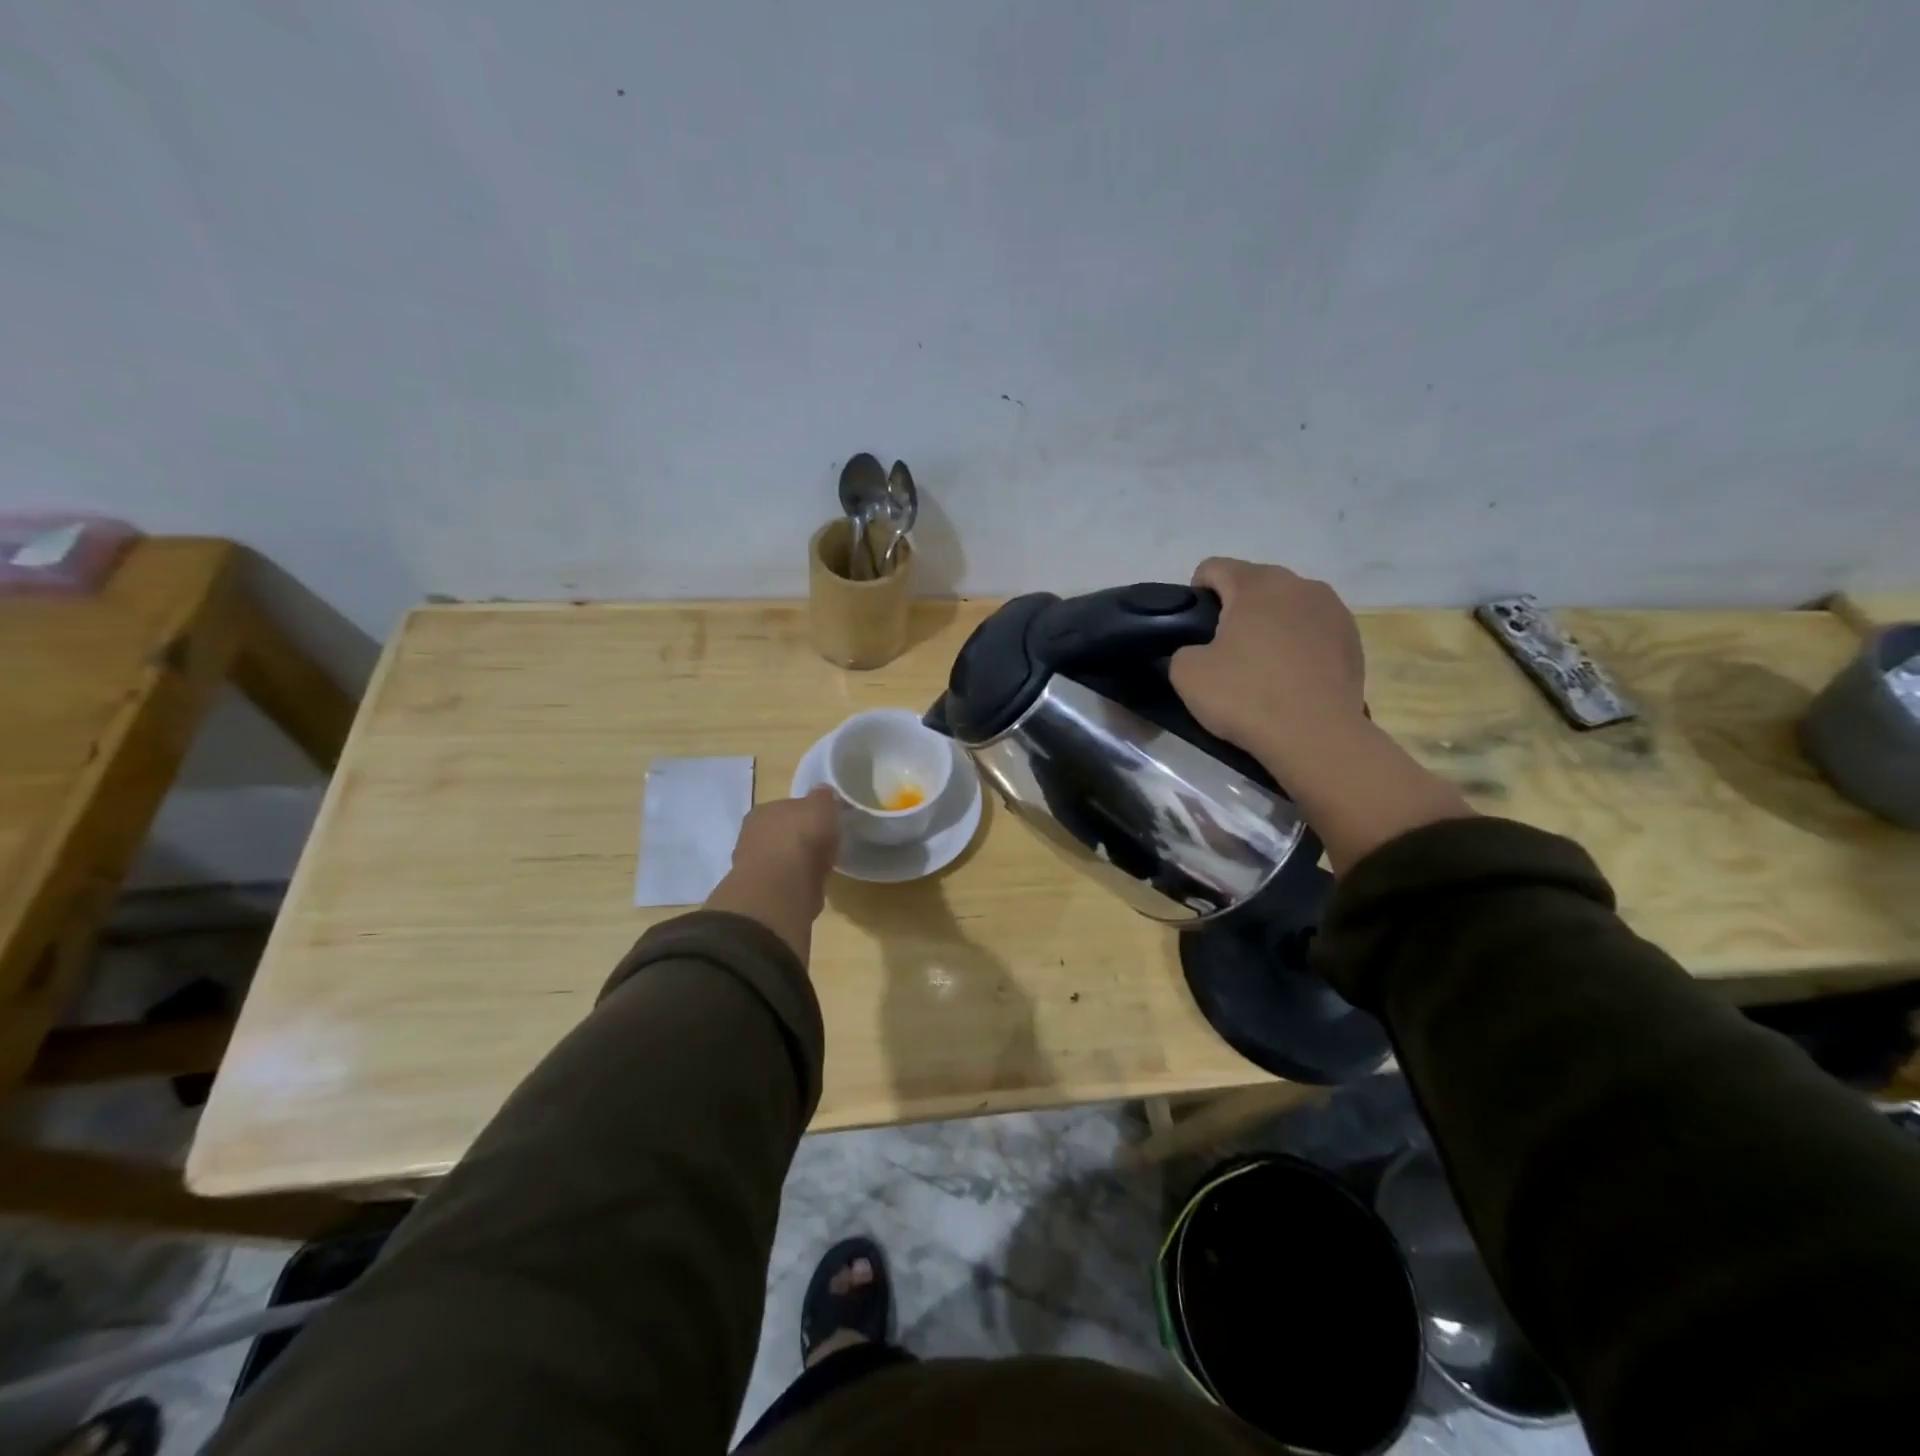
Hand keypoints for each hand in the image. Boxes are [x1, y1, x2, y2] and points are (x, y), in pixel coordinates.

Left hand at [704, 788, 839, 962]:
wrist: (782, 889)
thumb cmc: (801, 839)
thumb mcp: (821, 805)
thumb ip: (823, 797)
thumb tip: (823, 793)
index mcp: (764, 810)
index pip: (787, 806)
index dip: (807, 813)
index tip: (825, 823)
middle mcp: (753, 835)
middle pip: (782, 832)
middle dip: (800, 839)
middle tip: (824, 845)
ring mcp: (754, 865)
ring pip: (782, 859)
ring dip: (798, 863)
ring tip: (820, 868)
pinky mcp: (762, 893)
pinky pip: (785, 882)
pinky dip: (797, 884)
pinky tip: (811, 886)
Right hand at [1170, 557, 1472, 869]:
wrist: (1316, 737)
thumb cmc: (1247, 697)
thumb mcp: (1186, 674)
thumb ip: (1182, 649)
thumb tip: (1197, 650)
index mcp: (1256, 584)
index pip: (1213, 567)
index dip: (1194, 595)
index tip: (1193, 631)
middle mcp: (1299, 584)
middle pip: (1253, 584)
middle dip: (1235, 609)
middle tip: (1223, 653)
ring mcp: (1333, 609)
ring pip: (1286, 606)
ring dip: (1269, 624)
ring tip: (1261, 666)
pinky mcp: (1353, 638)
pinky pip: (1312, 629)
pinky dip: (1297, 644)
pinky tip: (1291, 678)